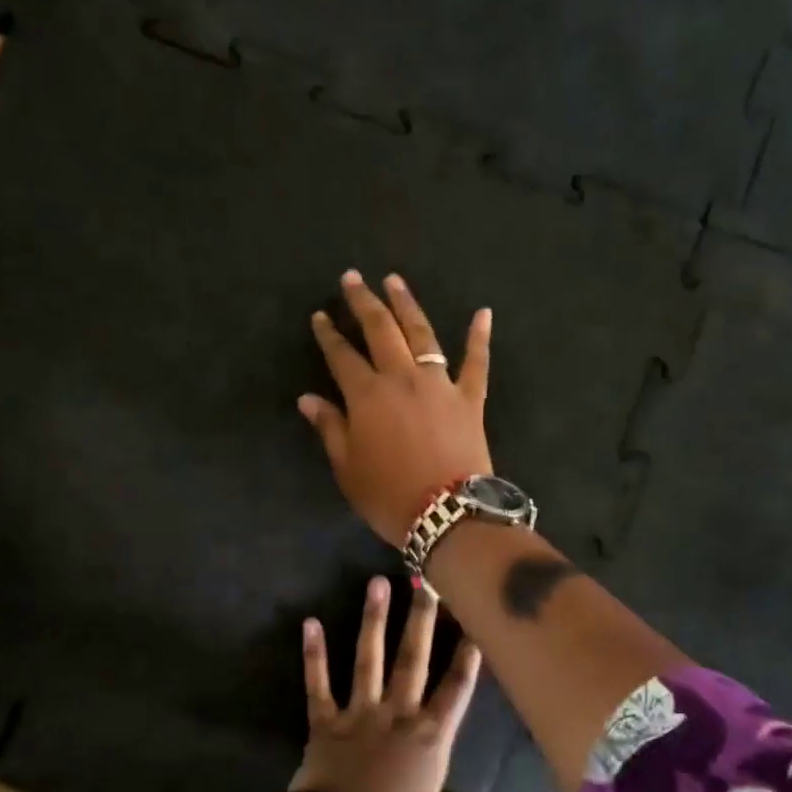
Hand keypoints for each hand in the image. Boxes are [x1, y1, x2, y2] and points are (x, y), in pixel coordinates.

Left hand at [290, 576, 497, 791]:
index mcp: (429, 738)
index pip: (455, 691)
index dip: (467, 658)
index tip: (474, 622)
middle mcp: (397, 714)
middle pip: (414, 659)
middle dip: (422, 619)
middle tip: (425, 579)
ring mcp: (359, 713)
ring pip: (369, 659)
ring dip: (373, 620)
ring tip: (376, 582)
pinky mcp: (325, 721)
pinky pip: (318, 683)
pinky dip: (313, 655)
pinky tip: (309, 623)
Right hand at [299, 270, 491, 545]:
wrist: (448, 513)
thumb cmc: (389, 495)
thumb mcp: (347, 467)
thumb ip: (330, 427)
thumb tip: (308, 398)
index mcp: (367, 395)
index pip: (342, 355)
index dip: (328, 334)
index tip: (320, 315)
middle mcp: (402, 378)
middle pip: (380, 330)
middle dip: (364, 301)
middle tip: (352, 278)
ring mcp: (439, 383)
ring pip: (421, 334)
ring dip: (406, 304)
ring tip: (395, 281)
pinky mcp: (470, 396)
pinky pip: (476, 361)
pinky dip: (479, 337)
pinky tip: (483, 313)